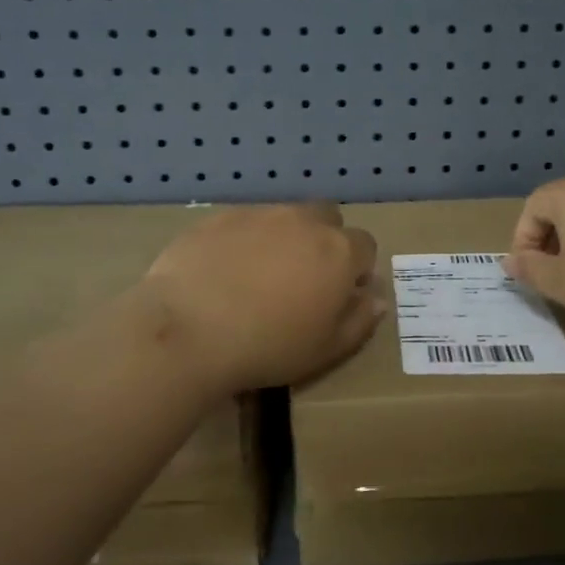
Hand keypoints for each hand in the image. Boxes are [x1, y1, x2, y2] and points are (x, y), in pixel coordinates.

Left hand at [142, 203, 383, 390]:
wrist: (188, 330)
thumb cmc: (268, 347)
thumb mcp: (326, 349)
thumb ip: (359, 321)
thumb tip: (376, 299)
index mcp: (338, 252)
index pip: (365, 246)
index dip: (357, 270)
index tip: (340, 295)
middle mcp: (303, 221)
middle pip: (328, 218)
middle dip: (324, 241)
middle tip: (303, 279)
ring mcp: (259, 214)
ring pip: (285, 217)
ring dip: (284, 238)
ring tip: (259, 276)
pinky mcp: (219, 217)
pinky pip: (244, 223)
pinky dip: (244, 240)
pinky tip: (224, 272)